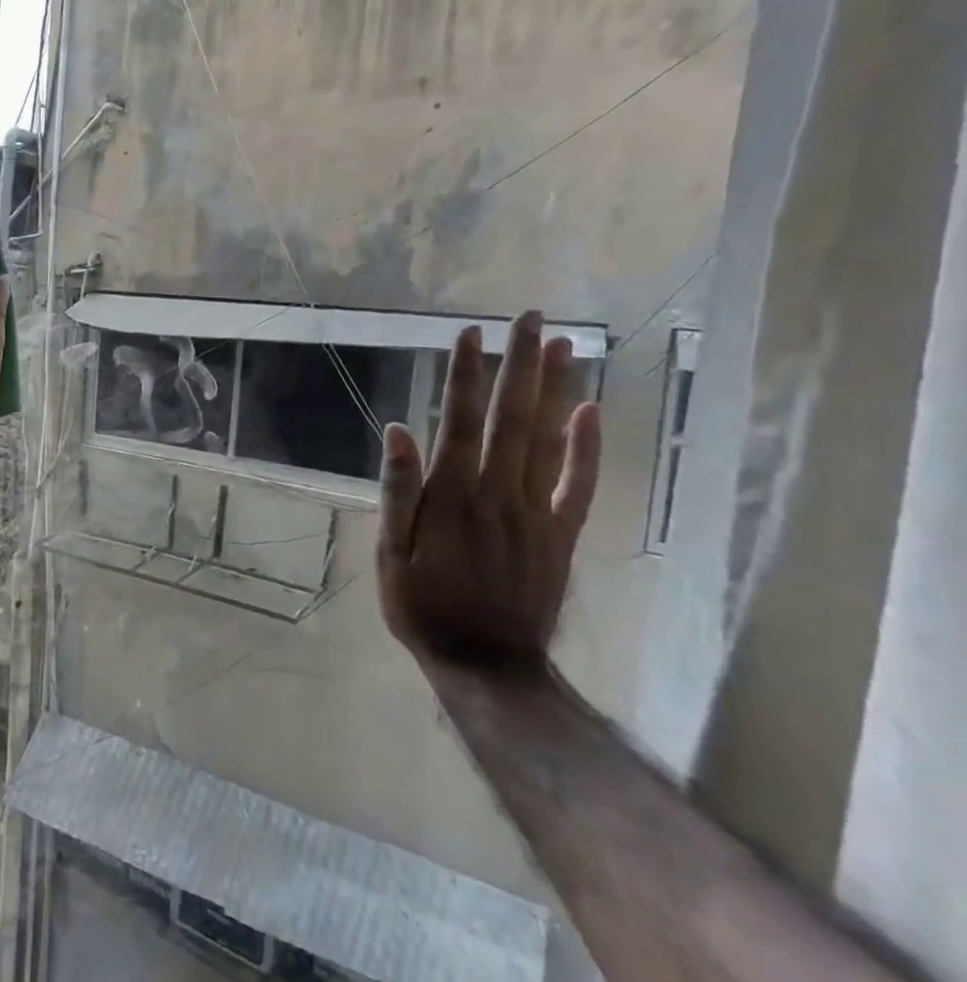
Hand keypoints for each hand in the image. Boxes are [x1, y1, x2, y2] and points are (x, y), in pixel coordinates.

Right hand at [376, 310, 601, 666]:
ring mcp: (535, 513)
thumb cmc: (422, 606)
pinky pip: (579, 484)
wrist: (487, 664)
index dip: (465, 376)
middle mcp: (497, 493)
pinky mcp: (561, 534)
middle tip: (531, 317)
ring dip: (556, 390)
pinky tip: (591, 412)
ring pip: (548, 440)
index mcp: (451, 496)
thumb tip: (398, 431)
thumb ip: (397, 491)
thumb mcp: (390, 553)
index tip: (471, 334)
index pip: (460, 421)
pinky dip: (587, 447)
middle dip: (520, 365)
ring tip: (564, 345)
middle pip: (512, 418)